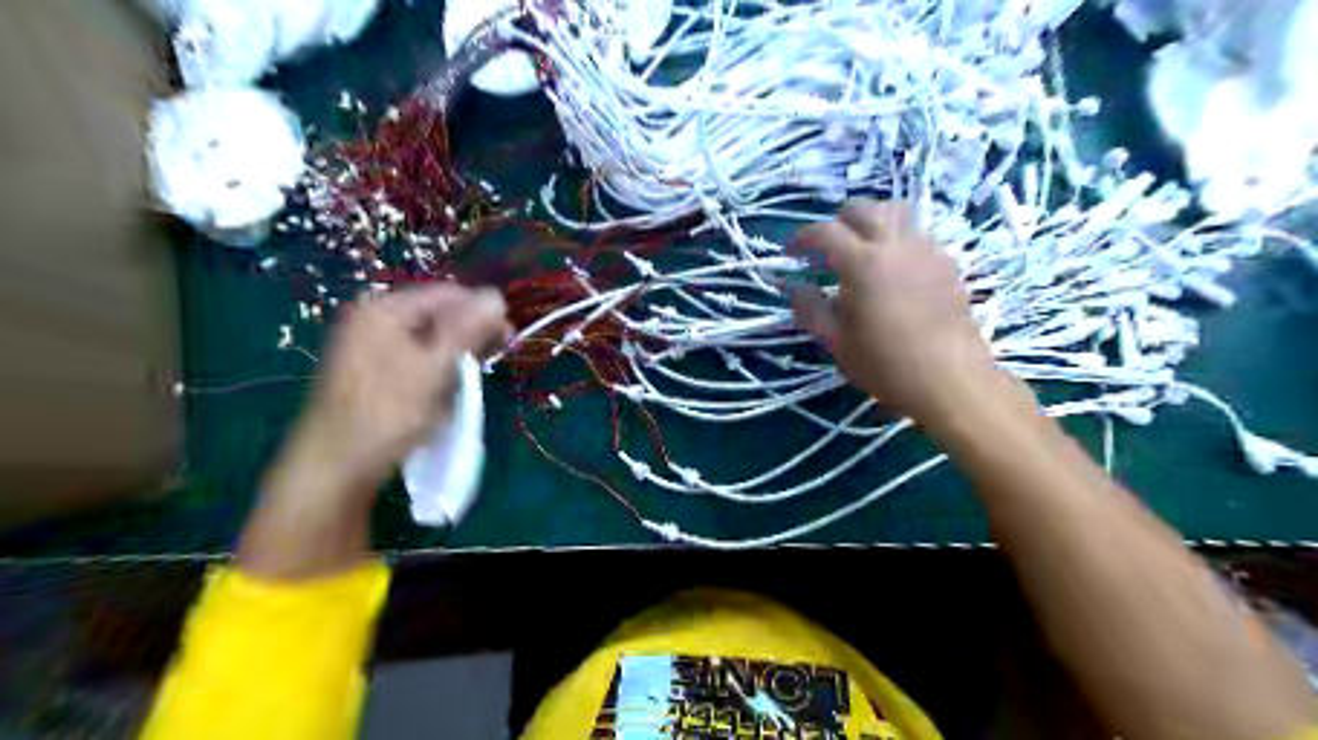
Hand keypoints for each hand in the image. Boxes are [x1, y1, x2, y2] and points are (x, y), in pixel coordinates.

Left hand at [274, 283, 509, 506]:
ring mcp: (368, 344)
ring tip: (470, 380)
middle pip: (437, 314)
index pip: (449, 294)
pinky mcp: (369, 370)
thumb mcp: (435, 368)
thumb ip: (467, 329)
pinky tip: (445, 389)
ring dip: (455, 356)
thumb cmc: (388, 413)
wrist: (334, 466)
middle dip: (470, 336)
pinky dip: (436, 369)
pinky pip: (414, 357)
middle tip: (494, 361)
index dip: (483, 313)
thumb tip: (497, 295)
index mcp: (385, 309)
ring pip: (428, 339)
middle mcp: (374, 318)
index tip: (509, 339)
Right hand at [785, 198, 993, 423]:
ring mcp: (926, 250)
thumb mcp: (836, 343)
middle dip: (837, 220)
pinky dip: (897, 237)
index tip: (790, 252)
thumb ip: (810, 309)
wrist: (950, 379)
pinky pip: (917, 233)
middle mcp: (895, 245)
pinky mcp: (947, 263)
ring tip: (861, 246)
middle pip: (863, 209)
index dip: (802, 237)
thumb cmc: (885, 364)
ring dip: (871, 220)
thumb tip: (794, 286)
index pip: (825, 232)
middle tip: (825, 245)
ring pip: (896, 212)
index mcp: (862, 263)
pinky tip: (892, 266)